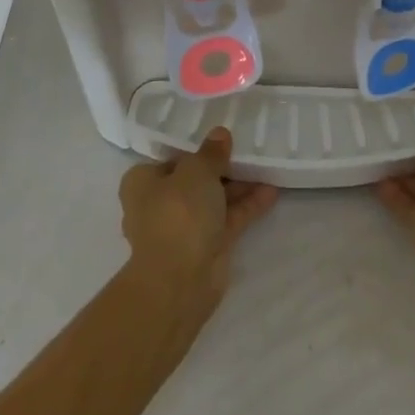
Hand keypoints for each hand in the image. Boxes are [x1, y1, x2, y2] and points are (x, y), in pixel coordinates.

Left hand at [119, 127, 277, 316]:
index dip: (195, 149)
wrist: (179, 280)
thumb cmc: (178, 213)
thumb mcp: (196, 170)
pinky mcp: (205, 248)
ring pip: (213, 201)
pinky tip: (271, 192)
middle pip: (193, 180)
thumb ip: (211, 152)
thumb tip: (220, 134)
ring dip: (238, 187)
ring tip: (266, 167)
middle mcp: (159, 204)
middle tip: (247, 151)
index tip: (220, 140)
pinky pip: (227, 220)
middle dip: (221, 168)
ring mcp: (183, 229)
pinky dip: (246, 207)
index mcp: (142, 182)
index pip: (170, 159)